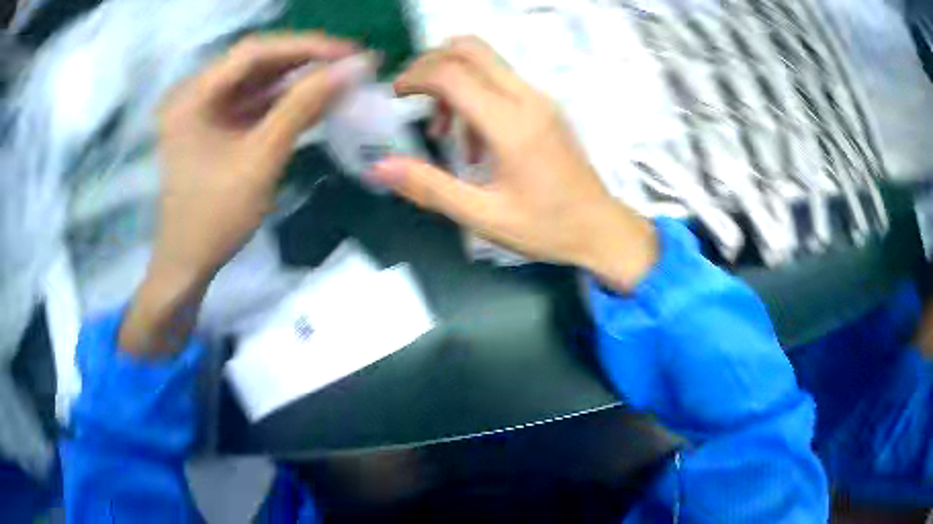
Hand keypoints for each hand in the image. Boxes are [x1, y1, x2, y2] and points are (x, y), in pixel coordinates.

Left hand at [120, 33, 369, 355]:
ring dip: (298, 79)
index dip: (305, 47)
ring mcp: (203, 109)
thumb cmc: (215, 218)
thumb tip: (352, 69)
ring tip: (341, 78)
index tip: (349, 53)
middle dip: (305, 60)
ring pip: (257, 81)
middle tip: (351, 62)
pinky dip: (284, 101)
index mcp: (192, 96)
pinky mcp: (213, 126)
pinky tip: (315, 100)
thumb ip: (303, 107)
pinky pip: (252, 103)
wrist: (187, 264)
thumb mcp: (260, 160)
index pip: (254, 52)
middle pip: (255, 62)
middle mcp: (194, 93)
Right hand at [371, 37, 656, 290]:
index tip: (395, 96)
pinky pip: (501, 81)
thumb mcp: (482, 215)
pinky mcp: (545, 106)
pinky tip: (473, 141)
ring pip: (485, 61)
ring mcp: (540, 98)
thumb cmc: (545, 227)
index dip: (415, 76)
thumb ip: (429, 187)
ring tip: (443, 133)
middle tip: (412, 97)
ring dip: (453, 81)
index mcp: (511, 124)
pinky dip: (474, 94)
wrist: (601, 228)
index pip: (452, 73)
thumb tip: (380, 167)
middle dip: (431, 63)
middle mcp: (527, 98)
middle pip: (470, 49)